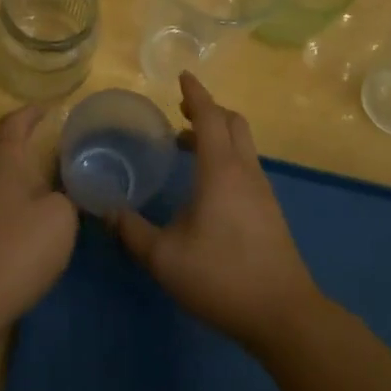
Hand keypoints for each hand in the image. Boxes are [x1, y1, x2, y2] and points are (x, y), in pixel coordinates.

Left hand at [0, 105, 77, 334]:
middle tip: (56, 144)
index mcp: (3, 158)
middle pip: (1, 146)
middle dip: (25, 141)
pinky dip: (13, 200)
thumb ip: (70, 194)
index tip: (51, 109)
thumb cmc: (17, 248)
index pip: (16, 122)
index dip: (33, 113)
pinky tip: (31, 217)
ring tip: (49, 179)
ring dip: (19, 173)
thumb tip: (67, 188)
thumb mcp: (61, 217)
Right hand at [114, 73, 319, 352]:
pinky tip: (207, 184)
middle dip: (208, 109)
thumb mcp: (164, 258)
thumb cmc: (221, 277)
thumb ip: (132, 232)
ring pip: (242, 144)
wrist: (283, 314)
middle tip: (181, 111)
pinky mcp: (269, 210)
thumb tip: (107, 211)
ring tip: (187, 145)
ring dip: (218, 133)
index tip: (182, 76)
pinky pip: (246, 165)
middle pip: (232, 122)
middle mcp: (245, 171)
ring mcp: (262, 190)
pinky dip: (226, 156)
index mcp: (221, 170)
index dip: (195, 93)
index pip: (209, 116)